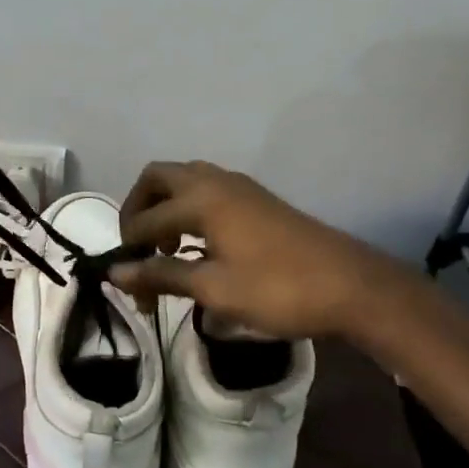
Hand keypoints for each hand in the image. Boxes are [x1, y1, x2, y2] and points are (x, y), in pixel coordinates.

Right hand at [111, 160, 423, 345]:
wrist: (352, 286)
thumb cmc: (278, 289)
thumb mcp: (215, 289)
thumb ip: (162, 275)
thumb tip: (116, 273)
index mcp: (200, 199)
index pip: (145, 219)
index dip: (129, 250)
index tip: (125, 283)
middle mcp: (214, 181)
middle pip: (157, 178)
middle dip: (138, 209)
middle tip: (138, 248)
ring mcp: (239, 187)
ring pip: (184, 180)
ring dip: (164, 207)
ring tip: (167, 250)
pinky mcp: (256, 199)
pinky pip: (206, 190)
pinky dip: (188, 209)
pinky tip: (197, 246)